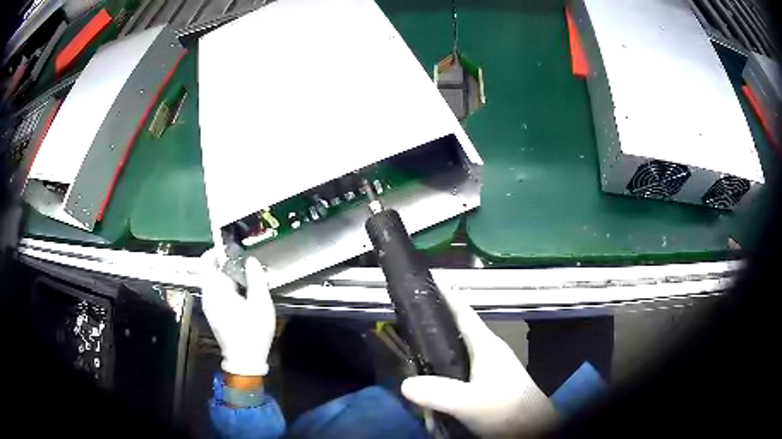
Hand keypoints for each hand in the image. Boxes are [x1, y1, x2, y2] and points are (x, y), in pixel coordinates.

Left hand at [200, 251, 275, 376]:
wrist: (244, 360)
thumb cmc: (253, 332)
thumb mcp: (260, 304)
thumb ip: (256, 279)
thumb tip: (251, 260)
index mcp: (215, 290)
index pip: (207, 261)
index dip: (218, 250)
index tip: (234, 247)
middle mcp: (208, 295)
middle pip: (211, 270)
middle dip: (227, 263)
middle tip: (246, 263)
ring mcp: (209, 305)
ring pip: (214, 281)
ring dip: (228, 275)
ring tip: (248, 277)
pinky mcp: (213, 312)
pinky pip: (216, 291)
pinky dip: (227, 286)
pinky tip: (243, 293)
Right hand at [401, 291, 556, 436]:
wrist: (533, 428)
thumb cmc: (507, 409)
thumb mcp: (471, 402)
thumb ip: (439, 393)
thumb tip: (405, 384)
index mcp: (486, 346)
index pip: (464, 313)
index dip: (447, 296)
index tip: (428, 280)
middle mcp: (488, 353)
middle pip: (456, 334)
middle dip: (433, 332)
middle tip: (406, 332)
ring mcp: (490, 369)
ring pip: (456, 359)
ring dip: (437, 367)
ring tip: (415, 377)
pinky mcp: (488, 385)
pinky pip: (459, 377)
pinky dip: (444, 385)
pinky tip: (433, 403)